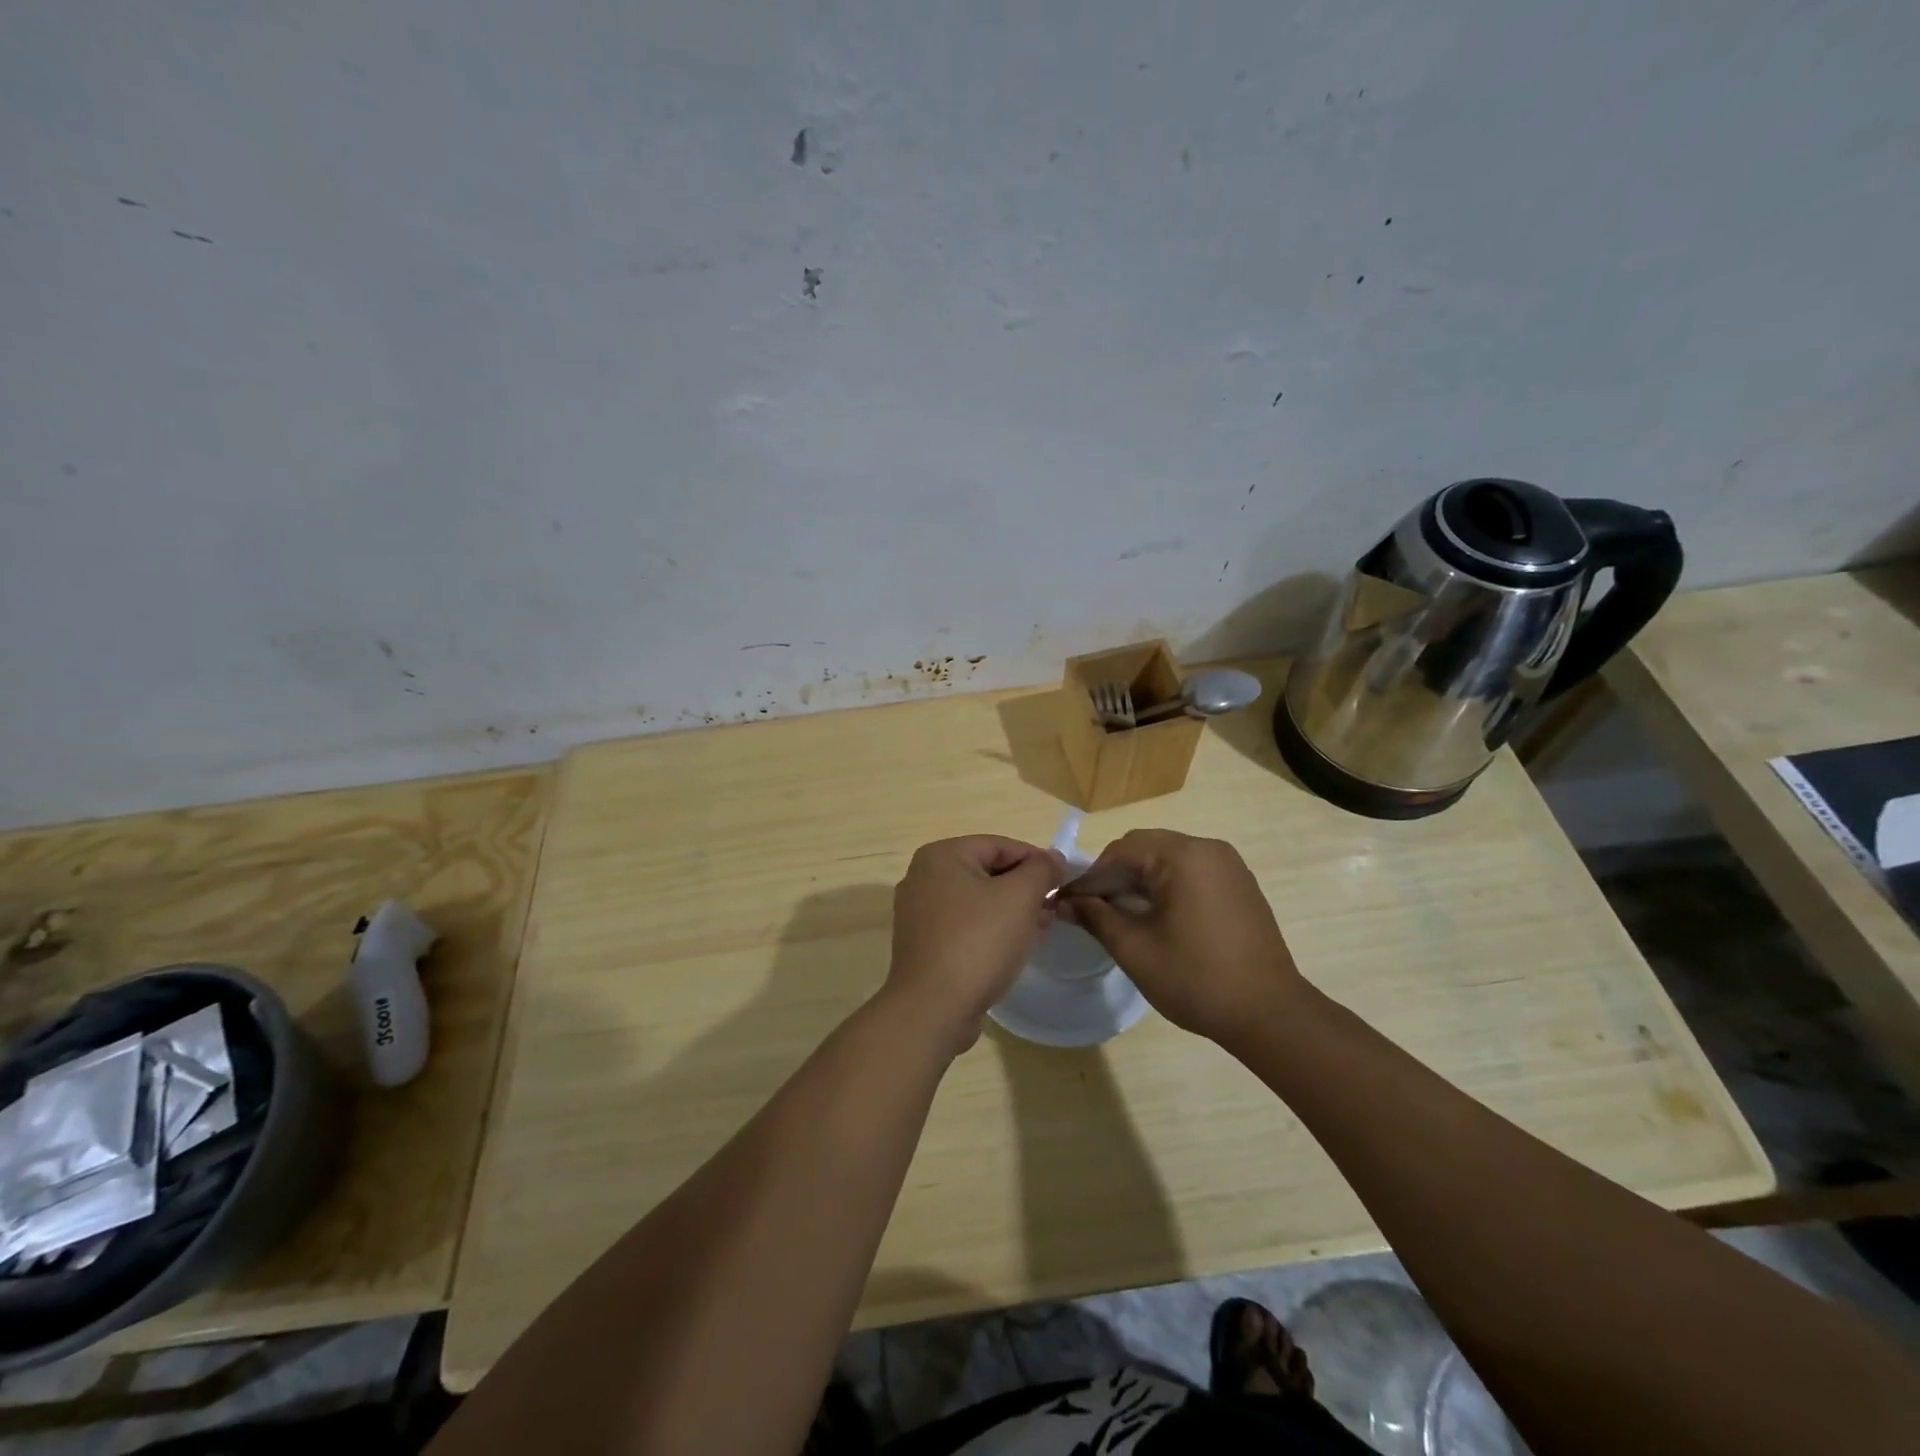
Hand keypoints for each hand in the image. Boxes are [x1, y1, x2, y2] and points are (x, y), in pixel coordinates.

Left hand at [885, 836, 1063, 1053]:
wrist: (934, 1008)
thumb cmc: (978, 941)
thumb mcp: (1020, 897)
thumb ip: (1041, 870)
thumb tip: (1053, 858)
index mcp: (941, 855)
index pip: (1000, 845)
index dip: (1037, 861)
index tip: (1063, 882)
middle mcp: (922, 876)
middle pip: (987, 871)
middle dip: (1024, 888)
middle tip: (1053, 908)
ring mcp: (918, 912)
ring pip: (976, 900)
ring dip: (1010, 910)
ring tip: (1040, 928)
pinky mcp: (922, 943)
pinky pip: (963, 925)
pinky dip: (989, 929)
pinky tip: (1012, 947)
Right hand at [1060, 829, 1304, 1044]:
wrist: (1270, 1014)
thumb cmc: (1196, 979)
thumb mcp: (1135, 949)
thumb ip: (1096, 917)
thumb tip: (1066, 902)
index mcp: (1182, 856)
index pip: (1121, 850)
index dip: (1091, 876)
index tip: (1069, 903)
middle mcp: (1207, 848)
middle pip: (1145, 848)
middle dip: (1114, 876)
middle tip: (1092, 909)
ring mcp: (1228, 865)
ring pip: (1168, 859)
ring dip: (1140, 880)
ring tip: (1120, 915)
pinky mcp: (1239, 884)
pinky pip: (1191, 872)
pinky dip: (1166, 886)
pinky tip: (1156, 918)